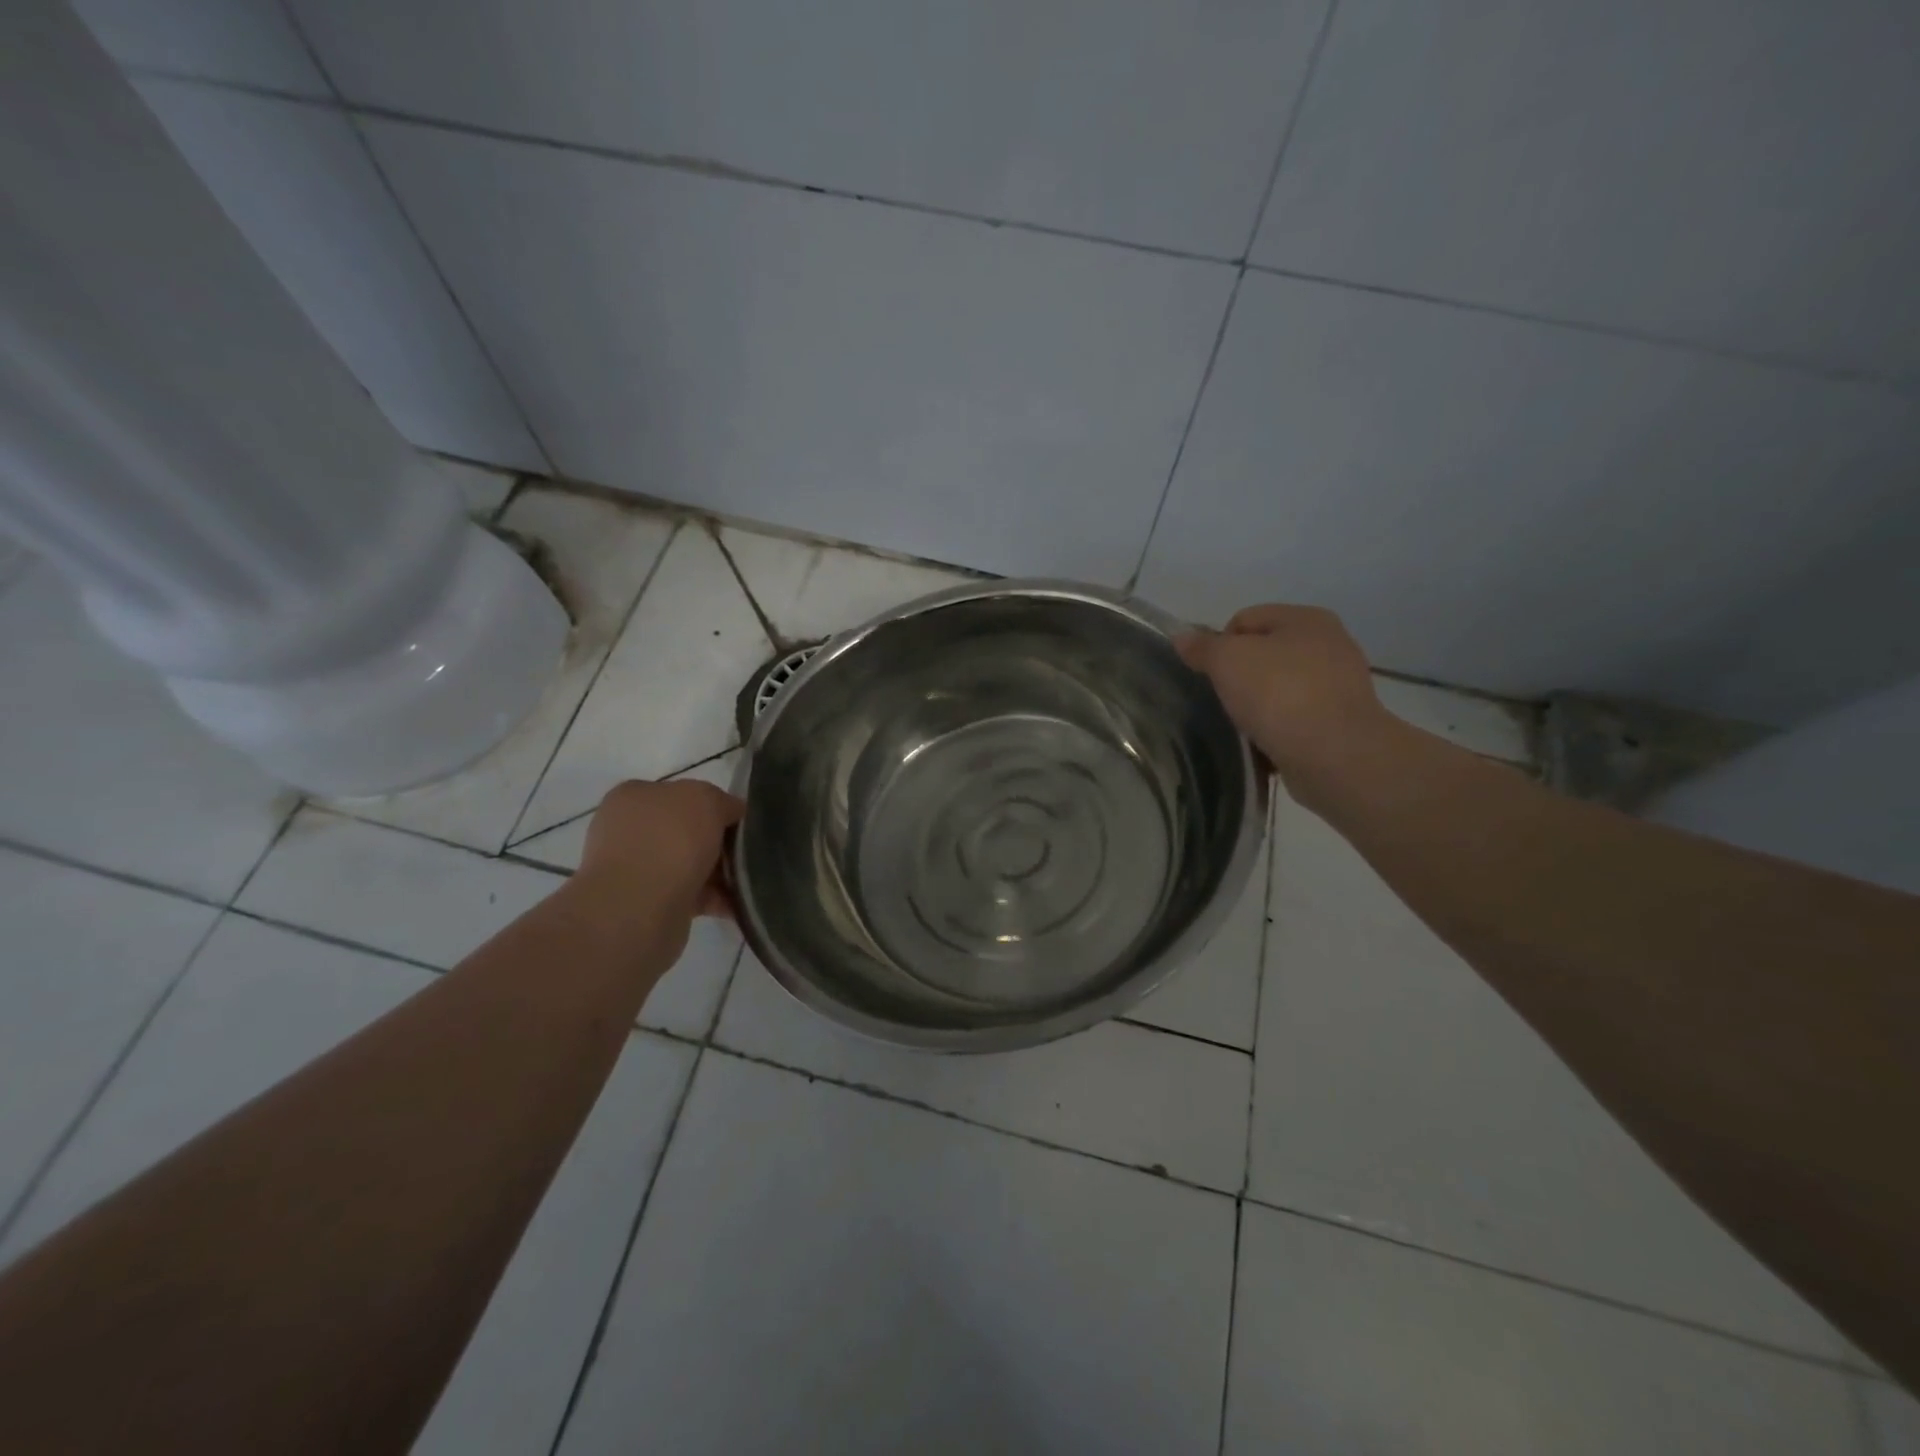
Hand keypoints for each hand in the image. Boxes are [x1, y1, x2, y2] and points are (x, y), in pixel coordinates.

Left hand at [577, 779, 743, 924]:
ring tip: (751, 881)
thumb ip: (722, 801)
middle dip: (719, 842)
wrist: (639, 908)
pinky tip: (740, 904)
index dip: (714, 805)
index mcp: (634, 796)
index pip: (681, 793)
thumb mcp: (707, 799)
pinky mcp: (647, 904)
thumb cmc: (670, 840)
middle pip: (687, 831)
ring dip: (720, 872)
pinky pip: (691, 895)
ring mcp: (635, 869)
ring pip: (690, 865)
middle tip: (748, 852)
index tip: (740, 822)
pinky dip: (715, 898)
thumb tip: (731, 815)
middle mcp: (629, 830)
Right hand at [1176, 604, 1396, 808]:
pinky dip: (1277, 729)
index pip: (1245, 619)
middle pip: (1263, 654)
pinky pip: (1294, 719)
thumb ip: (1202, 647)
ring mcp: (1339, 686)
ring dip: (1257, 705)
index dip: (1219, 644)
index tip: (1211, 676)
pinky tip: (1265, 744)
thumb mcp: (1228, 661)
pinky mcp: (1340, 723)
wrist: (1335, 755)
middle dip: (1239, 676)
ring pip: (1278, 688)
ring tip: (1243, 726)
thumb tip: (1181, 637)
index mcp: (1306, 619)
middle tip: (1223, 701)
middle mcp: (1329, 645)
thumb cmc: (1279, 694)